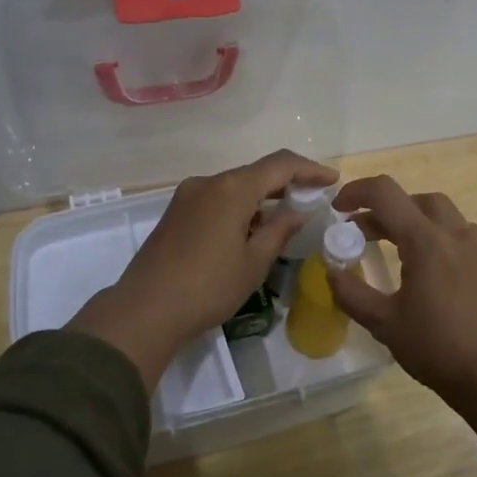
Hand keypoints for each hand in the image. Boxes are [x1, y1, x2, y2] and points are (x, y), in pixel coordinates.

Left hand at [67, 149, 337, 384]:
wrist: (144, 311)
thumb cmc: (208, 288)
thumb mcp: (254, 262)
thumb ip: (280, 230)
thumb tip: (298, 211)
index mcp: (232, 189)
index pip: (280, 165)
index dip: (309, 169)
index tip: (332, 180)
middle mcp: (208, 182)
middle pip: (255, 172)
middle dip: (286, 183)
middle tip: (311, 200)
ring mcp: (187, 195)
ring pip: (234, 186)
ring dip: (261, 197)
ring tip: (283, 221)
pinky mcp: (175, 212)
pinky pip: (216, 198)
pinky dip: (239, 206)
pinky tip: (249, 230)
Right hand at [329, 174, 476, 476]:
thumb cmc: (436, 348)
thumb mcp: (384, 323)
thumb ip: (351, 293)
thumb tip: (331, 272)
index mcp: (425, 240)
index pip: (385, 194)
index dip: (356, 192)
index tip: (337, 209)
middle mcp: (454, 233)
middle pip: (414, 199)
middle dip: (384, 208)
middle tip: (363, 232)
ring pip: (440, 213)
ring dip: (411, 220)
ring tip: (393, 248)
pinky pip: (458, 233)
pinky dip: (434, 236)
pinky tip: (426, 268)